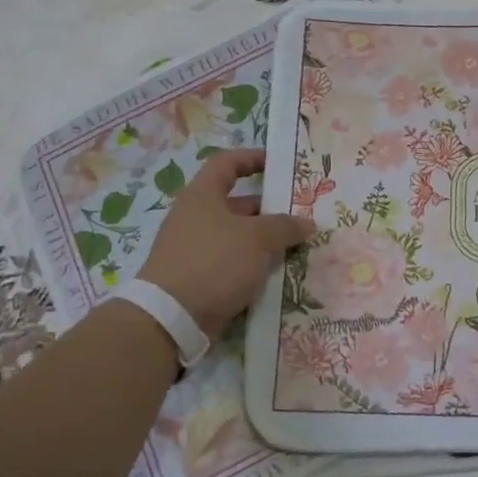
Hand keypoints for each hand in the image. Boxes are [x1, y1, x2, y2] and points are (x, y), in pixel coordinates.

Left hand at [137, 149, 314, 339]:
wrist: (171, 318)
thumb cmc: (214, 262)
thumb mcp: (256, 239)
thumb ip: (285, 226)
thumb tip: (307, 222)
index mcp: (202, 195)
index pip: (227, 163)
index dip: (253, 158)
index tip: (280, 164)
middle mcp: (196, 217)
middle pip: (238, 203)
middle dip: (271, 208)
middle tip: (302, 215)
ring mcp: (196, 248)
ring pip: (238, 236)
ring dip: (266, 240)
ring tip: (297, 246)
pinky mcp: (199, 276)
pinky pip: (232, 262)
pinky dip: (254, 264)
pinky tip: (277, 273)